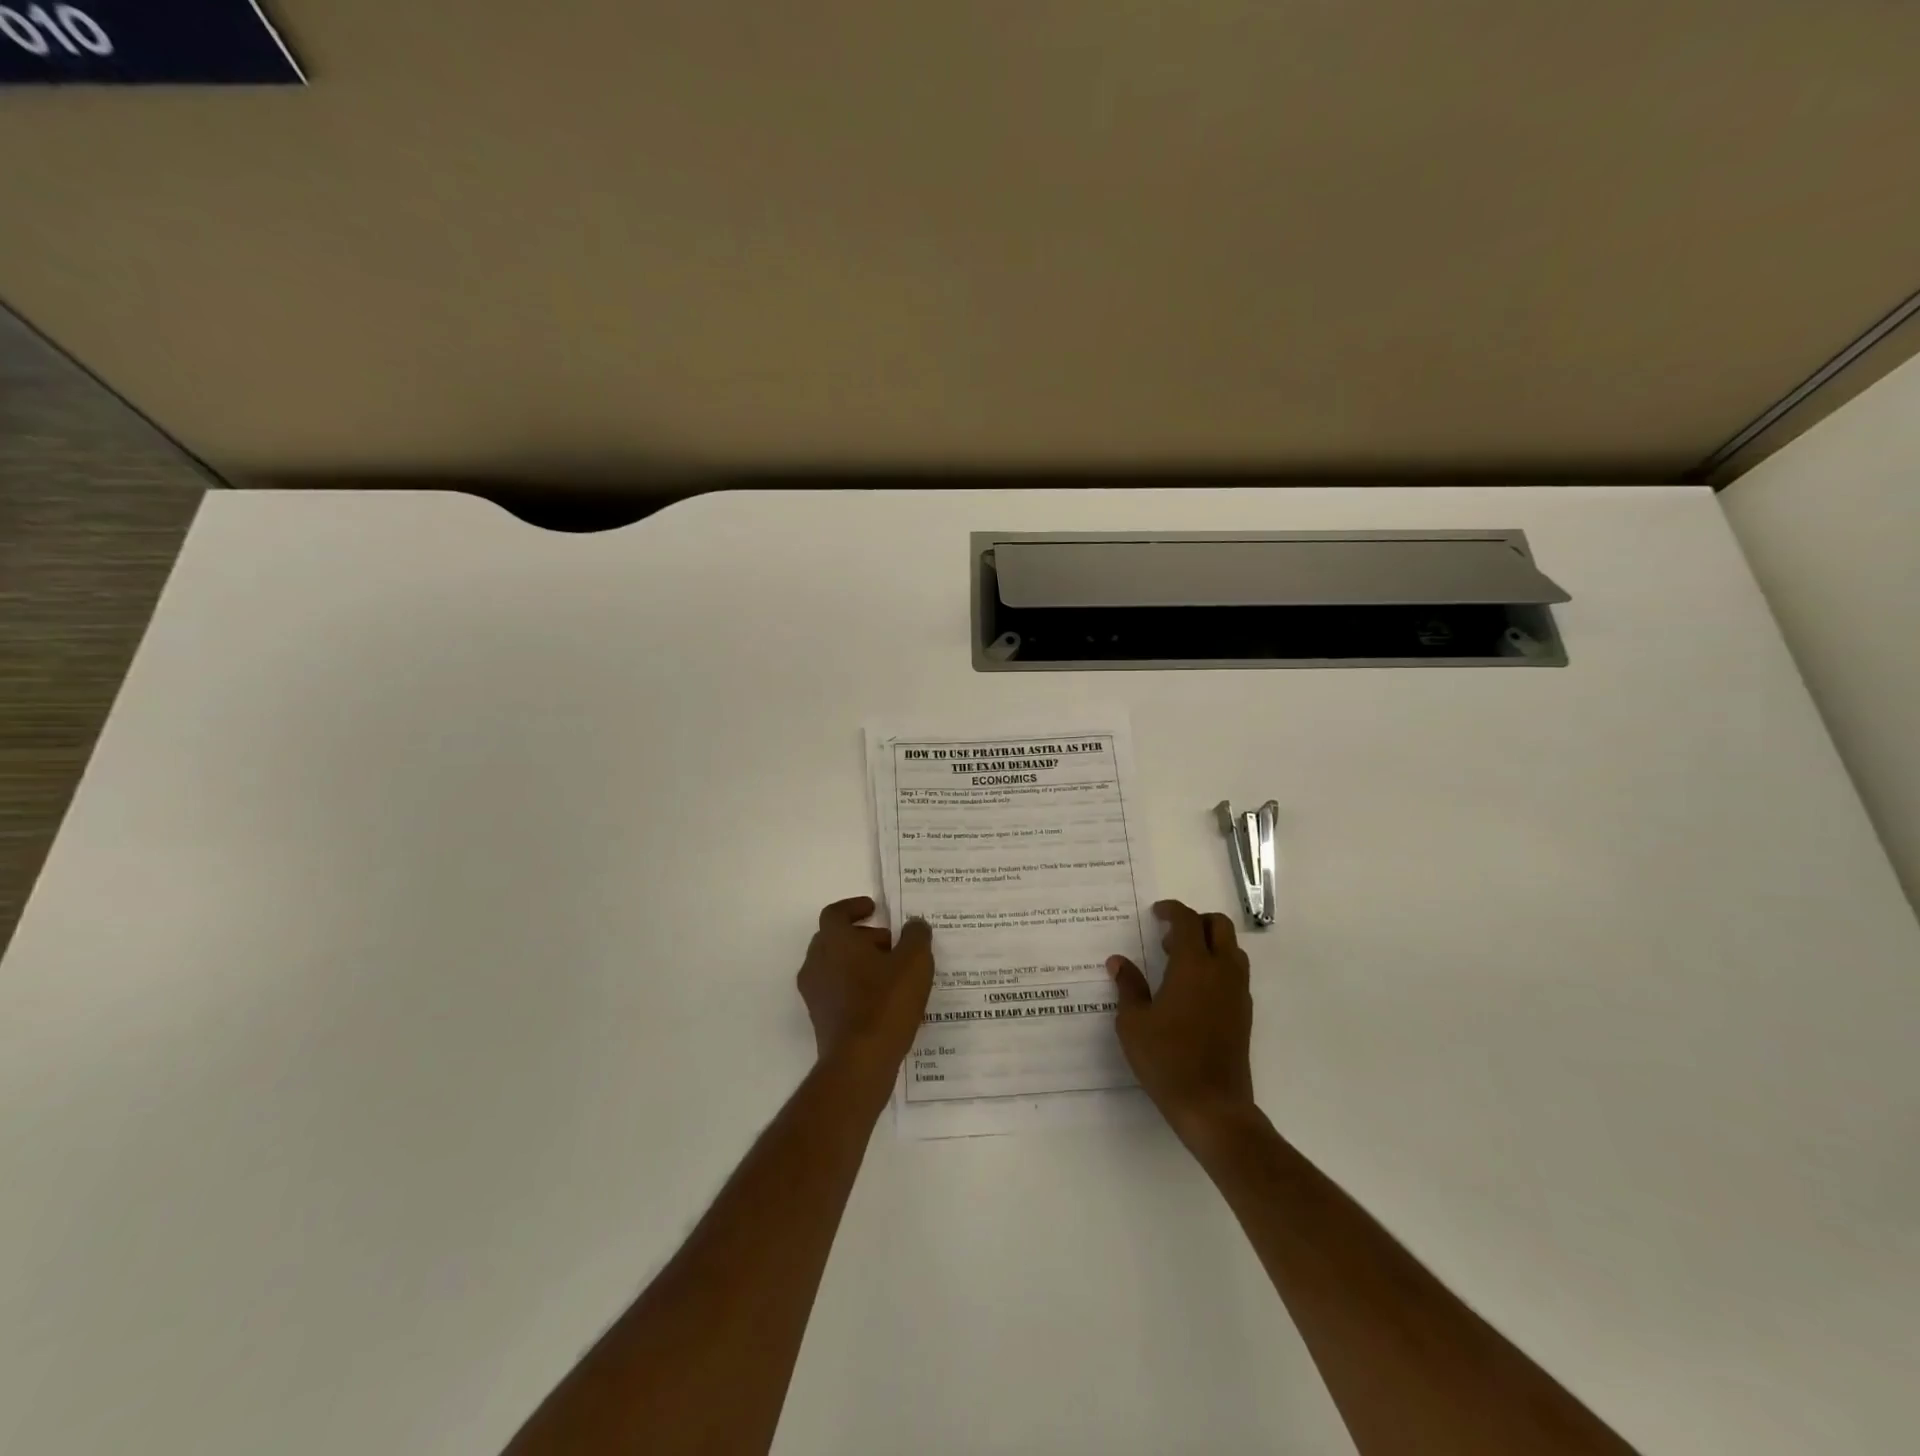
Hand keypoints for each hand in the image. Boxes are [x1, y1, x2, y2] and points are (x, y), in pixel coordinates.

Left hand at [797, 897, 935, 1079]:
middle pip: (833, 938)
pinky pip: (836, 990)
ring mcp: (815, 993)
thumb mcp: (914, 961)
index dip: (854, 907)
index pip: (835, 913)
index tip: (875, 909)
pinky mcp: (820, 1019)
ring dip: (858, 962)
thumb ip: (916, 936)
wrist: (859, 1062)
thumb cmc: (886, 1002)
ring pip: (834, 965)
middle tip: (889, 942)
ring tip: (891, 973)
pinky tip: (884, 1000)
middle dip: (861, 936)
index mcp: (834, 941)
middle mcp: (816, 962)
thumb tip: (914, 925)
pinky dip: (855, 986)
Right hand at [1107, 899, 1256, 1147]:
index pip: (1187, 921)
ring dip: (1209, 942)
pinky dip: (1218, 964)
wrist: (1212, 1105)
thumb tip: (1118, 961)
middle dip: (1195, 921)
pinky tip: (1193, 989)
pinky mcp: (1244, 1012)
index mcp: (1193, 966)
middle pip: (1218, 925)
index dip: (1171, 910)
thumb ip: (1128, 986)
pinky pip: (1235, 971)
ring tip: (1179, 963)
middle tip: (1169, 936)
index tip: (1156, 913)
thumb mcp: (1134, 1022)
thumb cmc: (1167, 1059)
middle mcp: (1221, 971)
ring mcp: (1237, 992)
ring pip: (1232, 948)